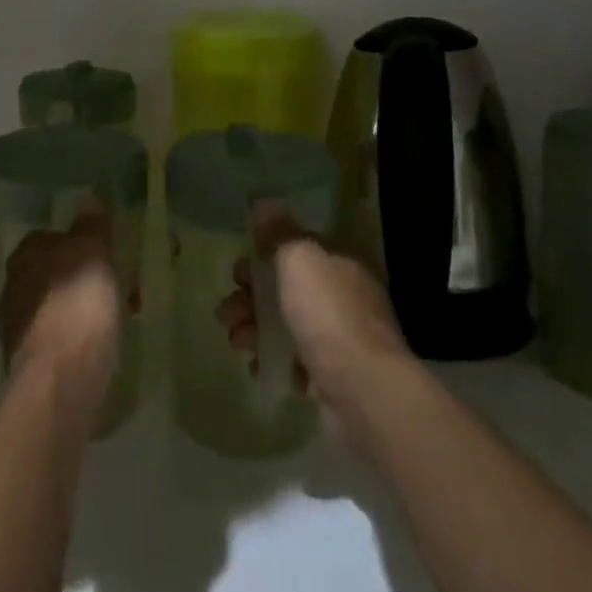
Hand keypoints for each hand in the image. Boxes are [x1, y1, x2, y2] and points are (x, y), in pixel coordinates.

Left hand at [0, 202, 122, 421]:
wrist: (60, 381)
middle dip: (75, 276)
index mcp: (24, 256)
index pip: (48, 236)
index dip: (76, 241)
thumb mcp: (94, 254)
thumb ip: (91, 225)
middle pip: (49, 271)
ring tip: (109, 315)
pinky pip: (56, 336)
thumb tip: (87, 196)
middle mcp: (12, 286)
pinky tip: (95, 343)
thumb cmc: (78, 307)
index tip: (102, 252)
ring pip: (52, 305)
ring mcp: (15, 326)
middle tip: (109, 283)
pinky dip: (73, 335)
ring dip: (74, 306)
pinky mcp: (26, 360)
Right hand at [215, 202, 412, 417]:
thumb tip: (265, 202)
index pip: (298, 249)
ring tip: (237, 343)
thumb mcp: (299, 258)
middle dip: (250, 299)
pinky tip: (258, 367)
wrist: (363, 390)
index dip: (263, 256)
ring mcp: (341, 338)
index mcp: (341, 262)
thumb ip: (279, 231)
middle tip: (228, 313)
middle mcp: (344, 296)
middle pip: (286, 288)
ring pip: (286, 325)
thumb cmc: (328, 313)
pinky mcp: (334, 376)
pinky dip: (273, 361)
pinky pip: (294, 362)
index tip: (238, 272)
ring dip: (254, 330)